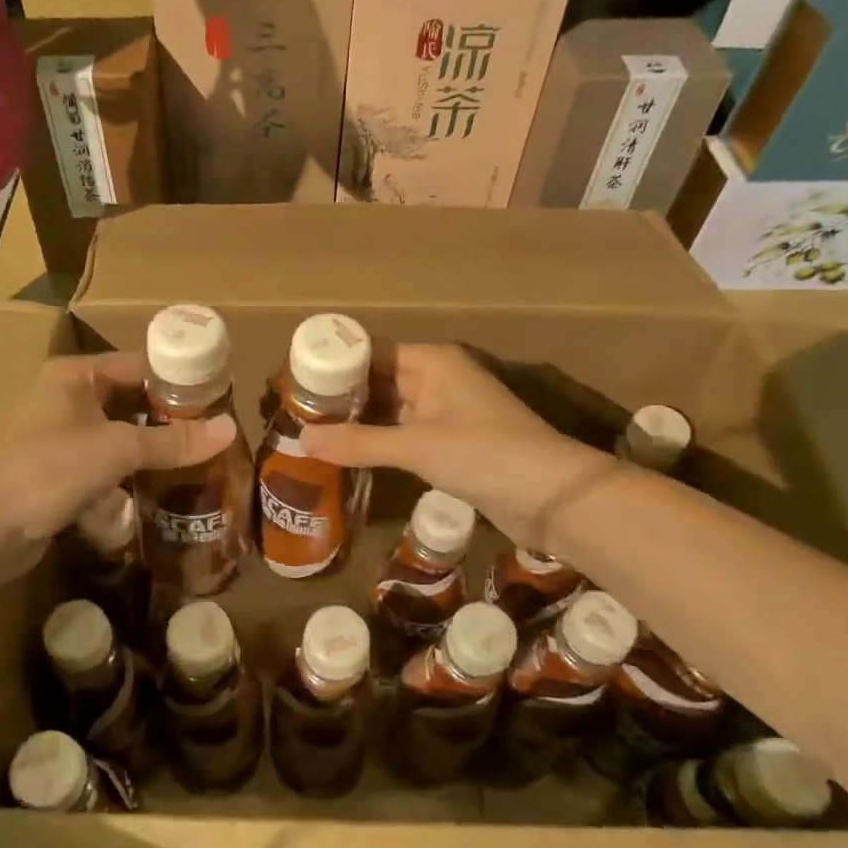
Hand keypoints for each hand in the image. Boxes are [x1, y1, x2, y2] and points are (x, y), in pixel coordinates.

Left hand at [0, 351, 232, 562]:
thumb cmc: (49, 469)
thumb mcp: (117, 449)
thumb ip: (172, 441)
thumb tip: (230, 429)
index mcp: (75, 375)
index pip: (138, 364)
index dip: (178, 378)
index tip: (219, 396)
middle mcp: (67, 399)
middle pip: (131, 401)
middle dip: (169, 419)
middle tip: (214, 433)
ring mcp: (60, 438)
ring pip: (119, 436)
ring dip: (151, 449)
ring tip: (198, 460)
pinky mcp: (59, 473)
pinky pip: (105, 465)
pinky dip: (130, 474)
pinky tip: (161, 489)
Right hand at [299, 343, 610, 551]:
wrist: (551, 495)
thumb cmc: (483, 453)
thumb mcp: (416, 446)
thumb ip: (358, 442)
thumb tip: (302, 441)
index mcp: (432, 361)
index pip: (372, 352)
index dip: (336, 365)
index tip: (297, 382)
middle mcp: (437, 378)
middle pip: (379, 380)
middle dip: (341, 397)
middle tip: (296, 412)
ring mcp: (445, 411)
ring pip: (390, 409)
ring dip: (358, 421)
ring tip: (312, 433)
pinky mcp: (450, 442)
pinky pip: (403, 433)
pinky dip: (378, 441)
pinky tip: (348, 454)